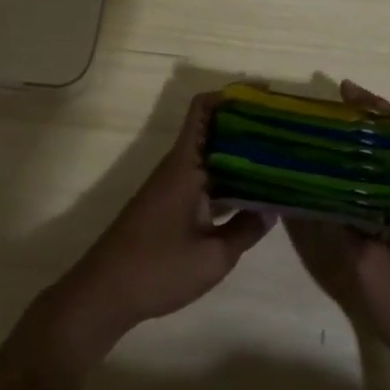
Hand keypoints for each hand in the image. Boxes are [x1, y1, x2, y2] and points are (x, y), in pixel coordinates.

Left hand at [39, 91, 270, 368]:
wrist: (104, 294)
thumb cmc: (158, 269)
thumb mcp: (213, 256)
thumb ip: (246, 229)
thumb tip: (272, 208)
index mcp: (185, 164)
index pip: (204, 109)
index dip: (232, 95)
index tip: (266, 97)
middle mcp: (178, 166)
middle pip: (213, 129)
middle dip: (246, 125)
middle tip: (285, 130)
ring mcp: (172, 186)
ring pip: (210, 155)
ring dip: (240, 153)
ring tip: (279, 158)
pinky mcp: (170, 205)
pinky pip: (205, 178)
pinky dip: (229, 178)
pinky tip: (253, 195)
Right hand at [285, 81, 389, 370]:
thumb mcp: (363, 264)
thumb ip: (333, 223)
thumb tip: (300, 187)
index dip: (376, 106)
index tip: (343, 92)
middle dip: (358, 119)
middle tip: (316, 114)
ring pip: (382, 162)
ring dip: (355, 144)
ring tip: (314, 139)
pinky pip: (375, 185)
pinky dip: (353, 172)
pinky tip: (325, 183)